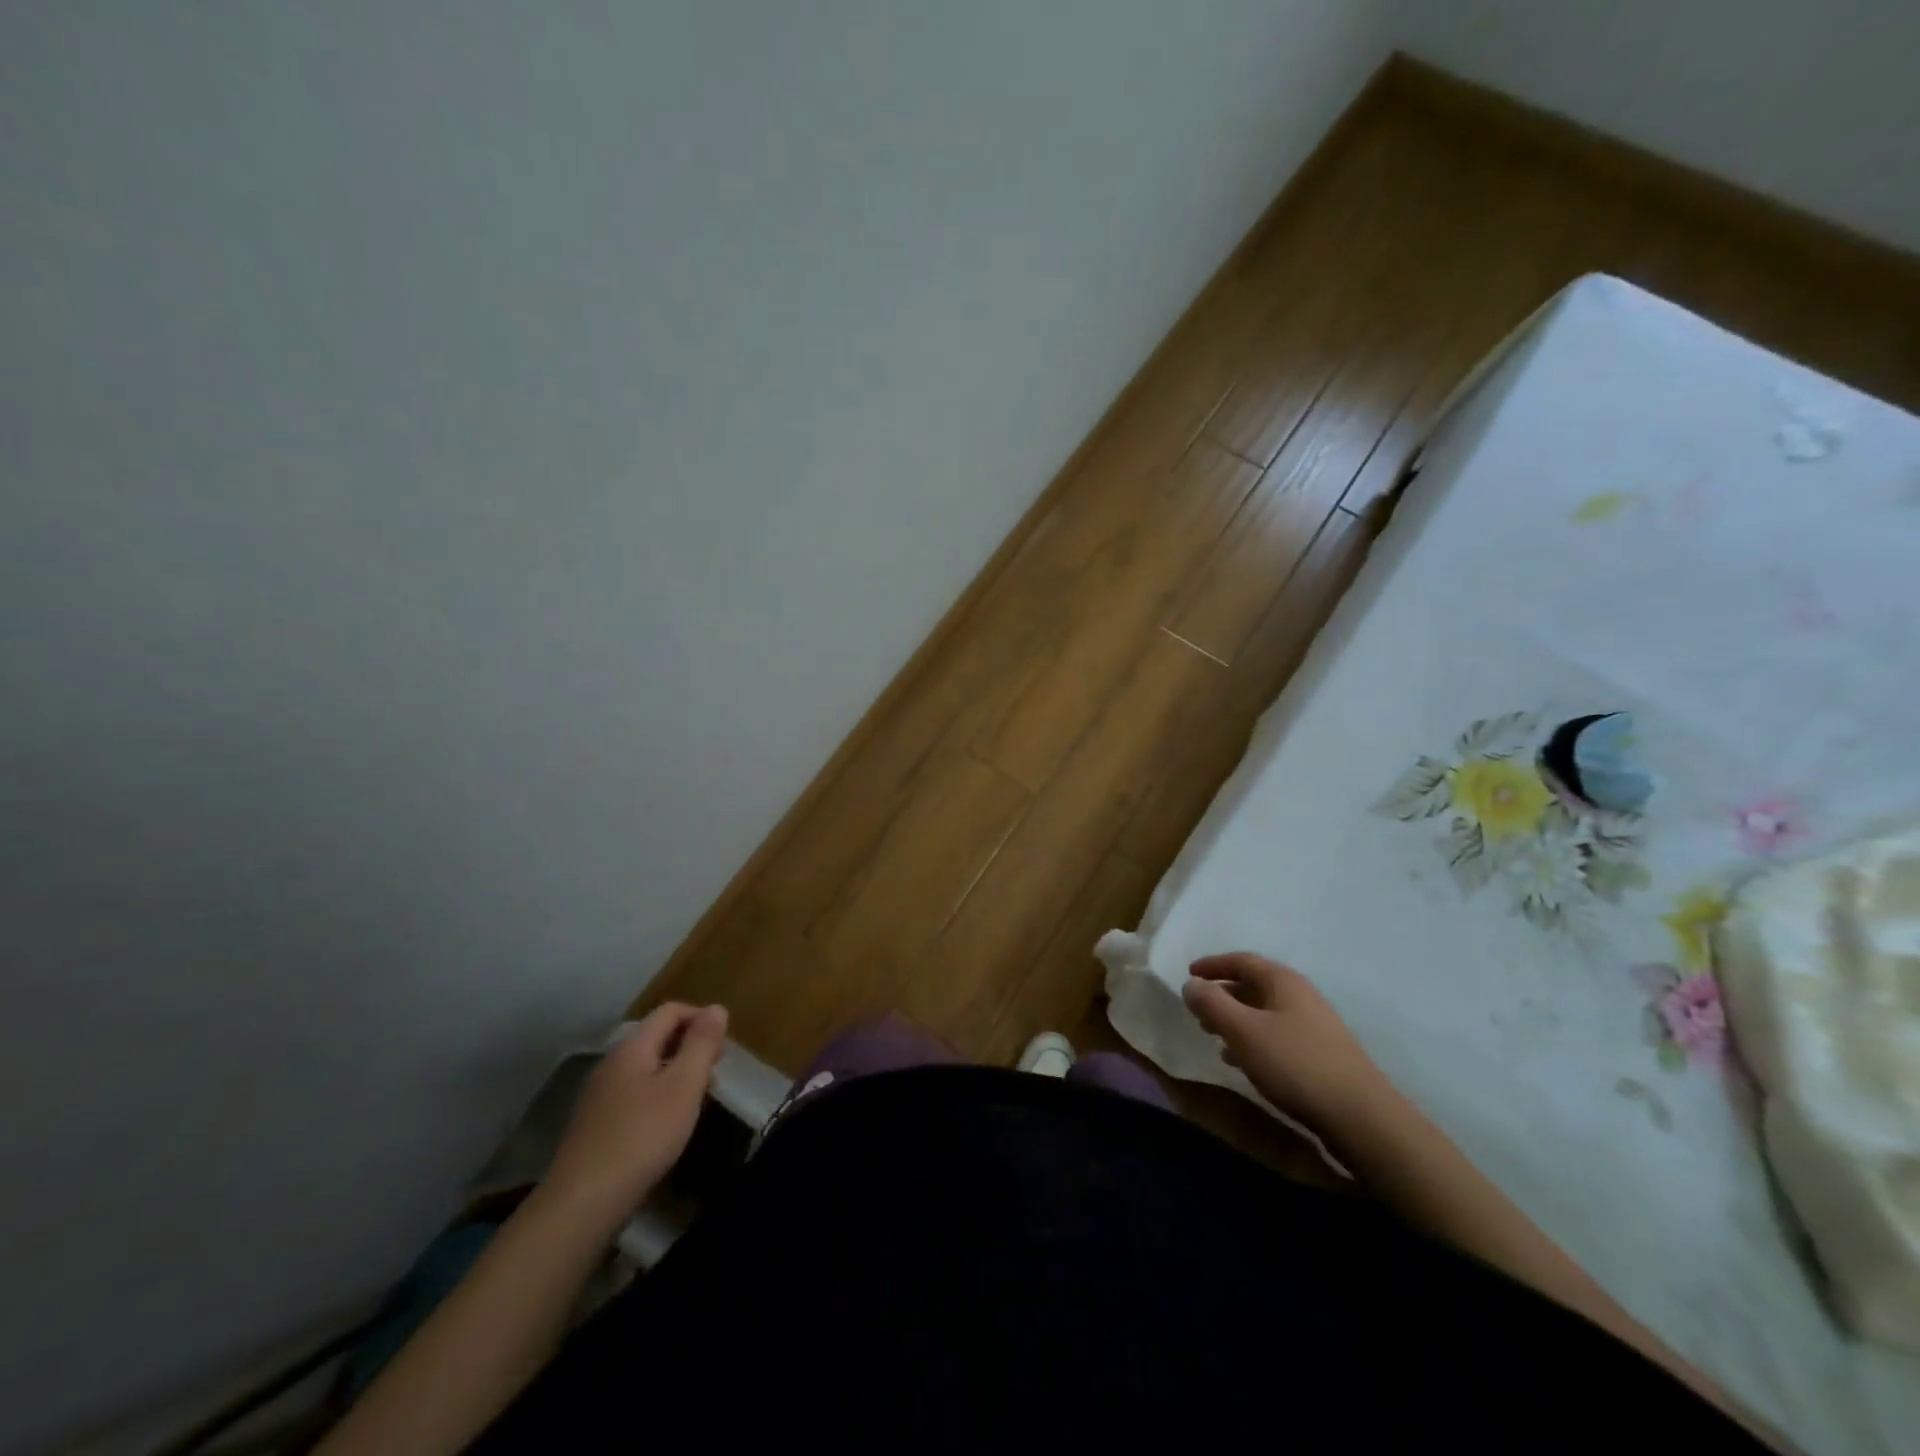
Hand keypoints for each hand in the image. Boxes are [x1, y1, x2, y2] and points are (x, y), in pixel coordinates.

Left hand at [543, 1002, 728, 1221]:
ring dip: (675, 1072)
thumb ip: (701, 1044)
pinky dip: (657, 1095)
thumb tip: (716, 1008)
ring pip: (645, 1067)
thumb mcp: (683, 1086)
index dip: (700, 1017)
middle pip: (656, 1037)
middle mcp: (611, 1063)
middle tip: (715, 1071)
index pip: (669, 1011)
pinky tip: (666, 1124)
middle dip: (690, 1046)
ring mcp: (598, 1095)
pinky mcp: (594, 1125)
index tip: (723, 1043)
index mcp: (631, 1048)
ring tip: (697, 1098)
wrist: (583, 1203)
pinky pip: (633, 1093)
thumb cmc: (642, 1136)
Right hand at [1182, 953, 1390, 1131]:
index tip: (1189, 973)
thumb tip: (1191, 984)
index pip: (1242, 960)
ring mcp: (1314, 1027)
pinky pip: (1276, 1036)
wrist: (1361, 1117)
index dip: (1213, 965)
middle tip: (1198, 1007)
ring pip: (1265, 1013)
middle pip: (1254, 985)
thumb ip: (1213, 1004)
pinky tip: (1241, 1061)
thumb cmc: (1295, 1065)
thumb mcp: (1244, 1031)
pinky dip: (1253, 1040)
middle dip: (1223, 994)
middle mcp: (1301, 997)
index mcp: (1284, 982)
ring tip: (1212, 1035)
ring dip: (1236, 1019)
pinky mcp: (1320, 1055)